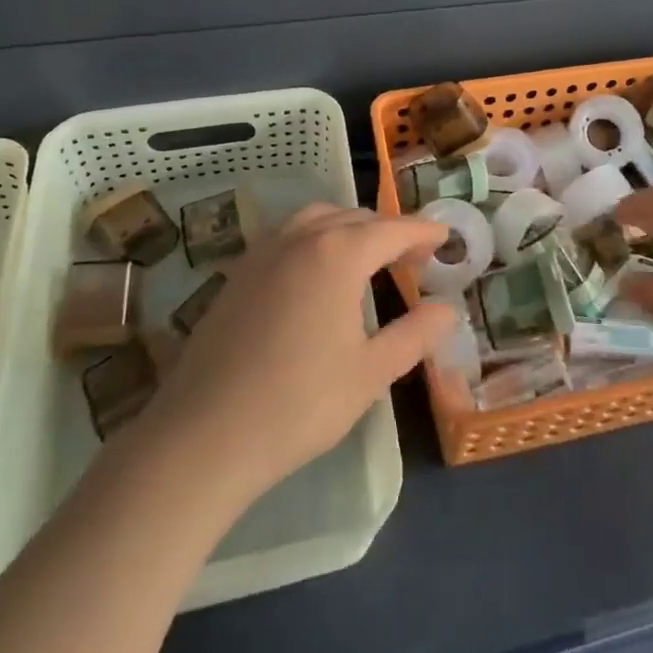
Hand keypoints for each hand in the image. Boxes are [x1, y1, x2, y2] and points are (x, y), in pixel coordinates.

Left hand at [127, 206, 456, 506]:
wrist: (205, 434)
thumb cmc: (299, 403)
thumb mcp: (370, 373)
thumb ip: (414, 335)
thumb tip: (447, 310)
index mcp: (339, 253)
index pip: (393, 230)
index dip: (422, 231)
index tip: (444, 236)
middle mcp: (301, 238)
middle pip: (355, 218)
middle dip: (388, 231)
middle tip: (412, 257)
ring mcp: (264, 252)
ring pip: (317, 219)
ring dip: (348, 228)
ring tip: (366, 258)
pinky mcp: (238, 273)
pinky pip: (287, 236)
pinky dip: (315, 238)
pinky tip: (316, 274)